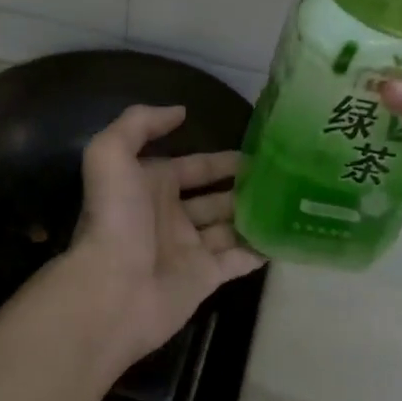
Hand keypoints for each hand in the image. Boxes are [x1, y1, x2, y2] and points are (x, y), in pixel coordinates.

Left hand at [63, 104, 263, 363]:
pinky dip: (259, 249)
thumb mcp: (111, 154)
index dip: (220, 160)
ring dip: (253, 215)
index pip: (193, 167)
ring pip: (229, 227)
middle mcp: (171, 215)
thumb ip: (139, 123)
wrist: (113, 289)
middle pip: (214, 197)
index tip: (256, 152)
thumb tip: (180, 111)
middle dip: (243, 186)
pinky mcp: (205, 278)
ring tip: (290, 202)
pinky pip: (238, 260)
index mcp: (151, 186)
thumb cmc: (116, 218)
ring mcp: (189, 248)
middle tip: (280, 177)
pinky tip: (284, 236)